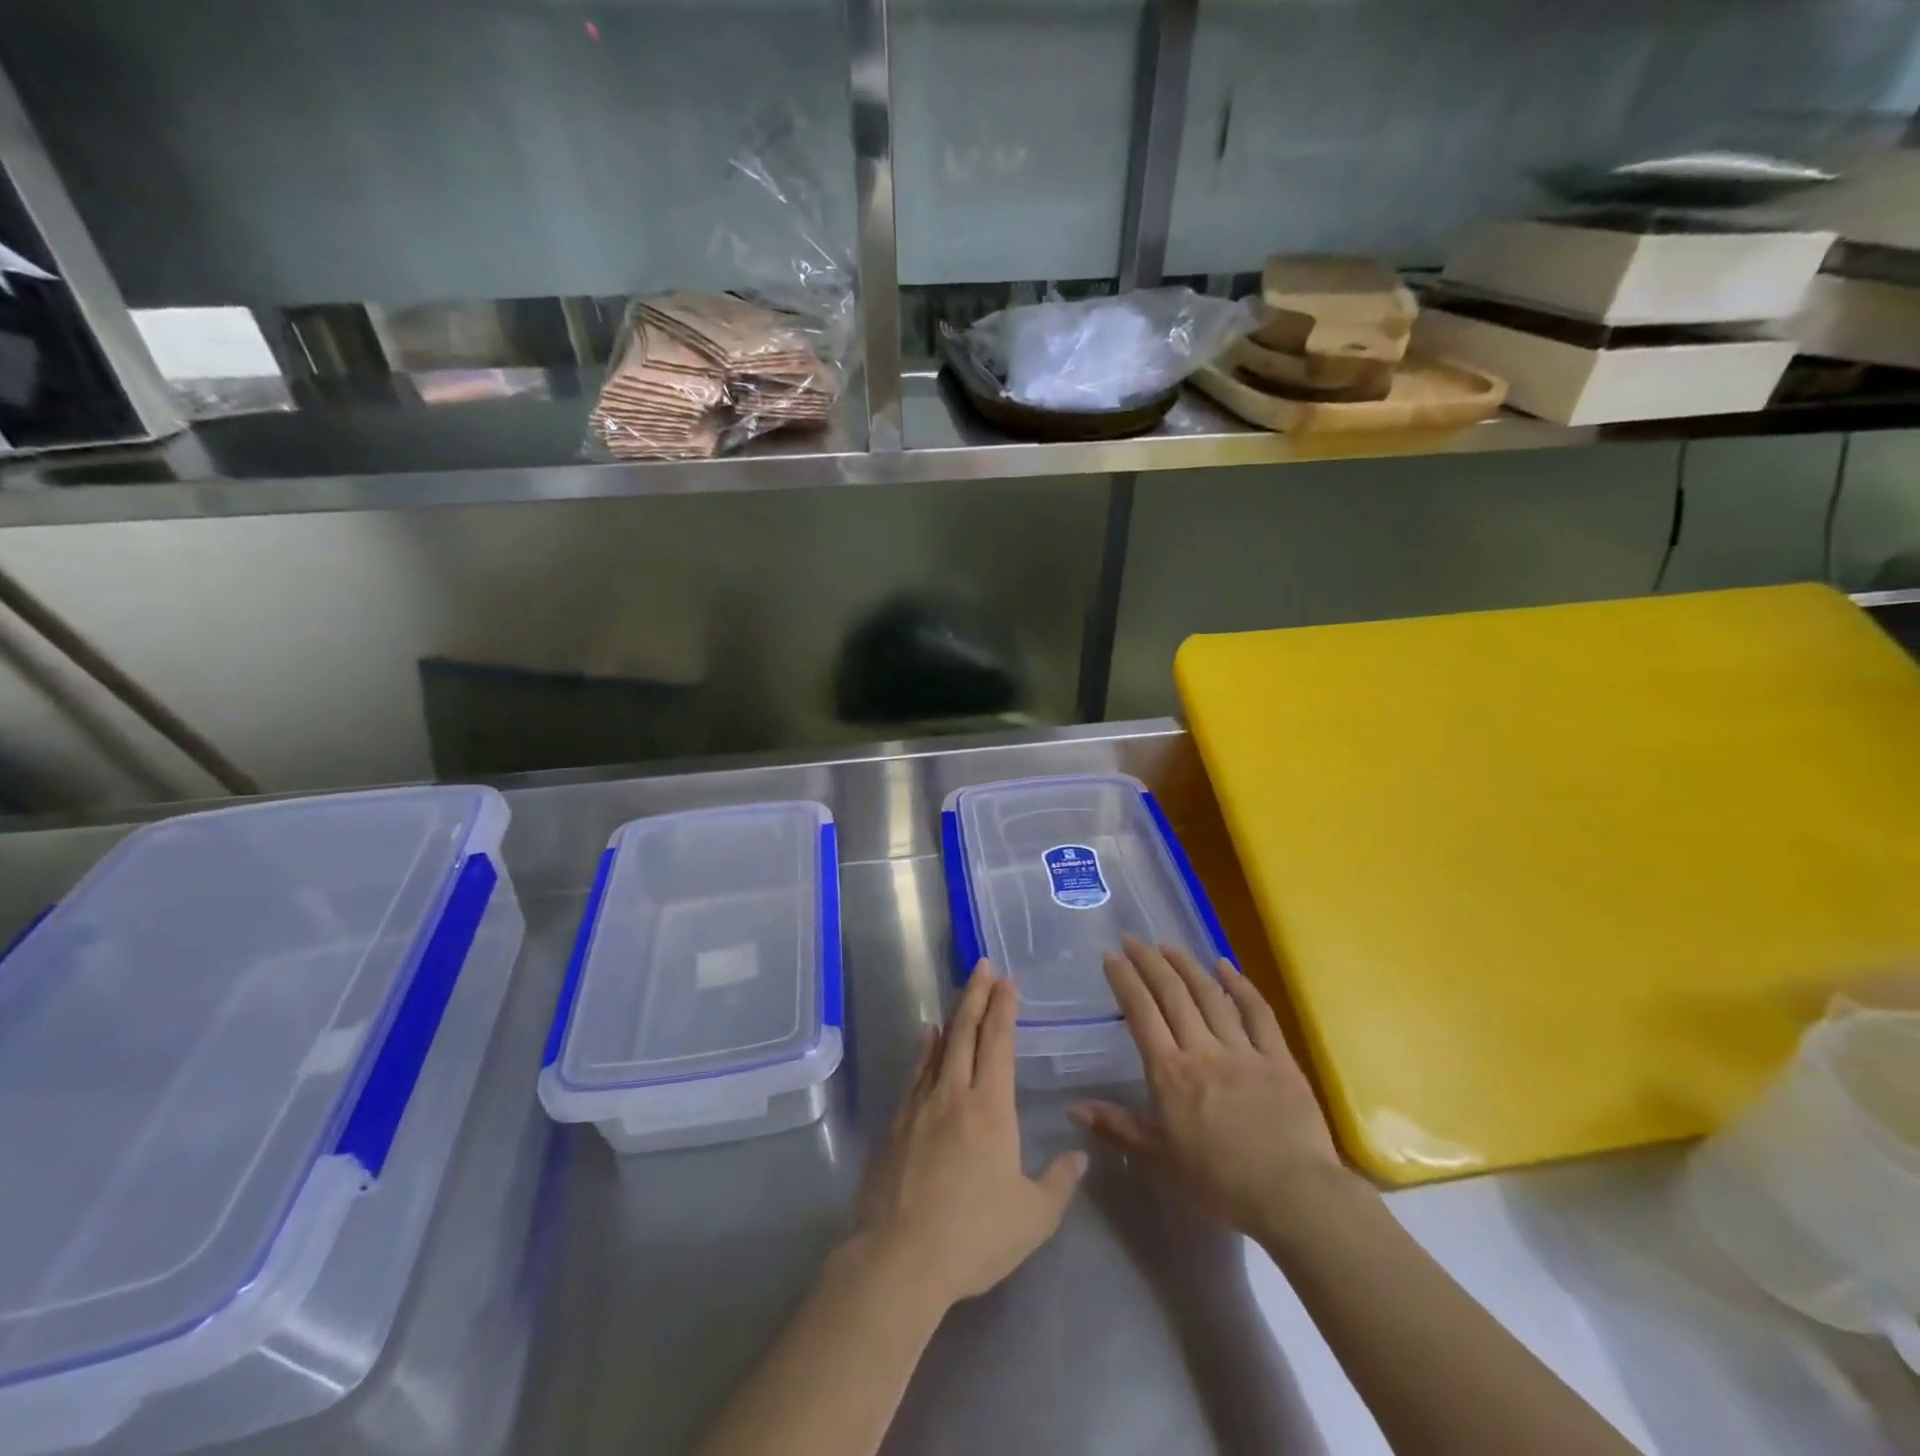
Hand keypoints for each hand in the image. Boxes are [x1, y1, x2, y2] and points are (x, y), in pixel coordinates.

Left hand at [853, 962, 1086, 1309]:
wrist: (901, 1258)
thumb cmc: (975, 1236)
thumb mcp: (1033, 1218)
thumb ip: (1059, 1182)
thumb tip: (1080, 1155)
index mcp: (990, 1107)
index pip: (998, 1043)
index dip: (1003, 1009)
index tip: (1007, 981)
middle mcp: (954, 1094)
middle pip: (966, 1032)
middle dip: (977, 996)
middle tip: (983, 966)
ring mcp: (920, 1106)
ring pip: (939, 1047)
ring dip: (954, 1016)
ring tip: (961, 993)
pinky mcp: (897, 1124)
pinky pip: (915, 1073)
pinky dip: (924, 1049)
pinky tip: (926, 1037)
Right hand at [1068, 936, 1358, 1237]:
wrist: (1292, 1196)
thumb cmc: (1219, 1183)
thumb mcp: (1159, 1160)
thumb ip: (1117, 1128)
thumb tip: (1072, 1107)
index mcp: (1170, 1073)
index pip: (1141, 1013)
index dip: (1125, 980)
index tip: (1112, 956)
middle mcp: (1202, 1049)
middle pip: (1172, 994)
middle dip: (1149, 962)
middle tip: (1134, 939)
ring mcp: (1242, 1049)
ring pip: (1209, 995)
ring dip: (1187, 965)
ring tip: (1169, 945)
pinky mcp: (1277, 1057)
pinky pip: (1257, 1012)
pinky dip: (1240, 985)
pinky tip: (1225, 965)